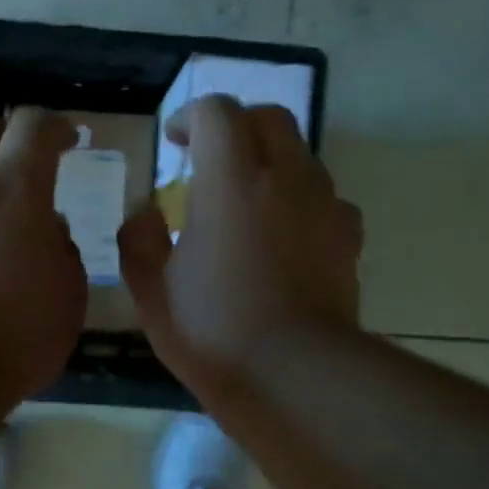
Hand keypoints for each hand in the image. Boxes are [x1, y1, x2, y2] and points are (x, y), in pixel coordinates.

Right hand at [119, 95, 362, 406]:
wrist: (295, 375)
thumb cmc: (213, 331)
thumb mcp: (152, 292)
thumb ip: (140, 242)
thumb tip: (145, 214)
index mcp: (232, 180)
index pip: (216, 113)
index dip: (190, 117)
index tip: (173, 142)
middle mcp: (286, 177)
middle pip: (269, 119)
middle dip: (237, 125)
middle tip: (211, 157)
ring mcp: (325, 206)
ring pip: (302, 156)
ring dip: (270, 162)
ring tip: (247, 200)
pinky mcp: (348, 238)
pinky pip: (324, 199)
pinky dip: (300, 201)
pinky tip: (284, 236)